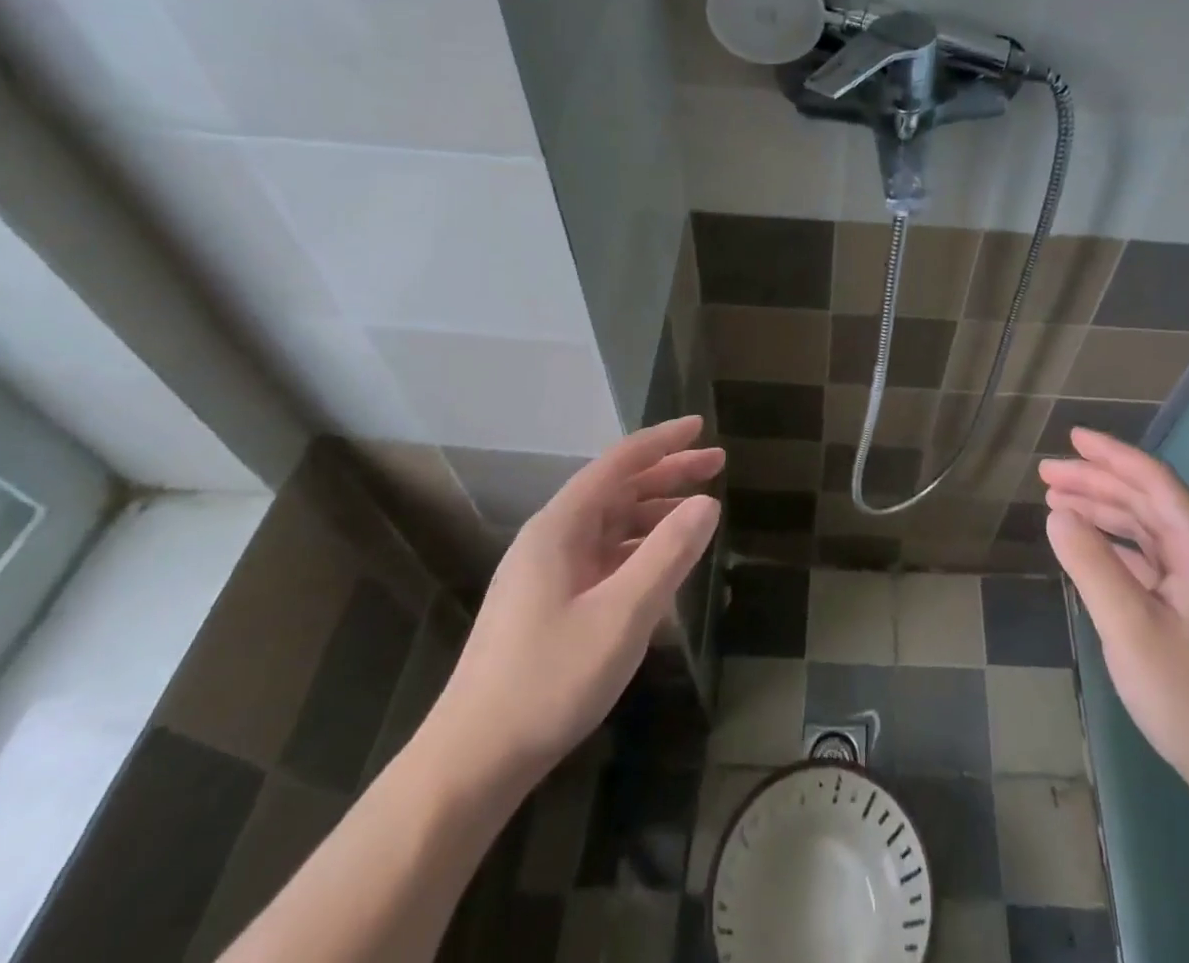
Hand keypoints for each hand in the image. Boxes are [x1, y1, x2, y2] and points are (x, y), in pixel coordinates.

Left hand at [420, 417, 721, 792]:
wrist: (471, 762)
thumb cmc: (549, 680)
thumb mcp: (622, 615)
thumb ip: (668, 554)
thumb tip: (707, 503)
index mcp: (560, 527)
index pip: (618, 463)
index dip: (662, 442)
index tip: (699, 426)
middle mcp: (551, 538)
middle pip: (616, 490)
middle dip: (667, 473)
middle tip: (717, 464)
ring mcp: (547, 572)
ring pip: (610, 524)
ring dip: (656, 511)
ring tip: (700, 510)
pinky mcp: (549, 603)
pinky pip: (603, 556)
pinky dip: (639, 548)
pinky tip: (663, 562)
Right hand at [1041, 427, 1188, 816]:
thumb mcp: (1130, 628)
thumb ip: (1091, 564)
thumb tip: (1057, 515)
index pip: (1154, 481)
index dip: (1111, 455)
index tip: (1071, 438)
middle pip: (1146, 501)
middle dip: (1096, 482)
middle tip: (1046, 475)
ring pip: (1146, 530)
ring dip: (1102, 512)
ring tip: (1056, 502)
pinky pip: (1148, 560)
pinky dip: (1114, 546)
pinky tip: (1086, 547)